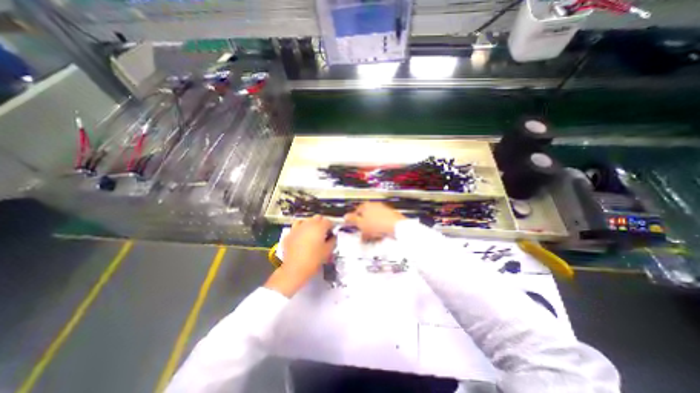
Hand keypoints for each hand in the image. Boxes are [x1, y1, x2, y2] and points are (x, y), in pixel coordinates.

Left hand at [265, 217, 335, 296]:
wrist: (295, 269)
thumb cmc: (314, 259)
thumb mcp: (328, 251)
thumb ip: (333, 240)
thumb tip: (332, 237)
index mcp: (319, 227)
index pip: (328, 221)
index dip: (331, 227)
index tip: (332, 233)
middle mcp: (308, 224)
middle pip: (317, 218)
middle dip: (322, 223)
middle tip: (323, 233)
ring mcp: (297, 228)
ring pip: (306, 220)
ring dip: (311, 224)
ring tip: (312, 233)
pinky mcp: (289, 234)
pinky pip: (296, 227)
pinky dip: (300, 229)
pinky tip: (301, 236)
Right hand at [344, 204, 404, 239]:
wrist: (396, 226)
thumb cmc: (376, 225)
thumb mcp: (360, 224)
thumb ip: (352, 219)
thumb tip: (345, 216)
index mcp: (365, 205)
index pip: (356, 212)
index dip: (353, 220)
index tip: (352, 227)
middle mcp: (374, 205)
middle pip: (365, 215)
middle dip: (363, 225)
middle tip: (362, 233)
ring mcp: (383, 209)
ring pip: (374, 219)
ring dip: (371, 227)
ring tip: (371, 237)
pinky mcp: (391, 215)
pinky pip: (382, 222)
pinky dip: (379, 228)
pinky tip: (380, 235)